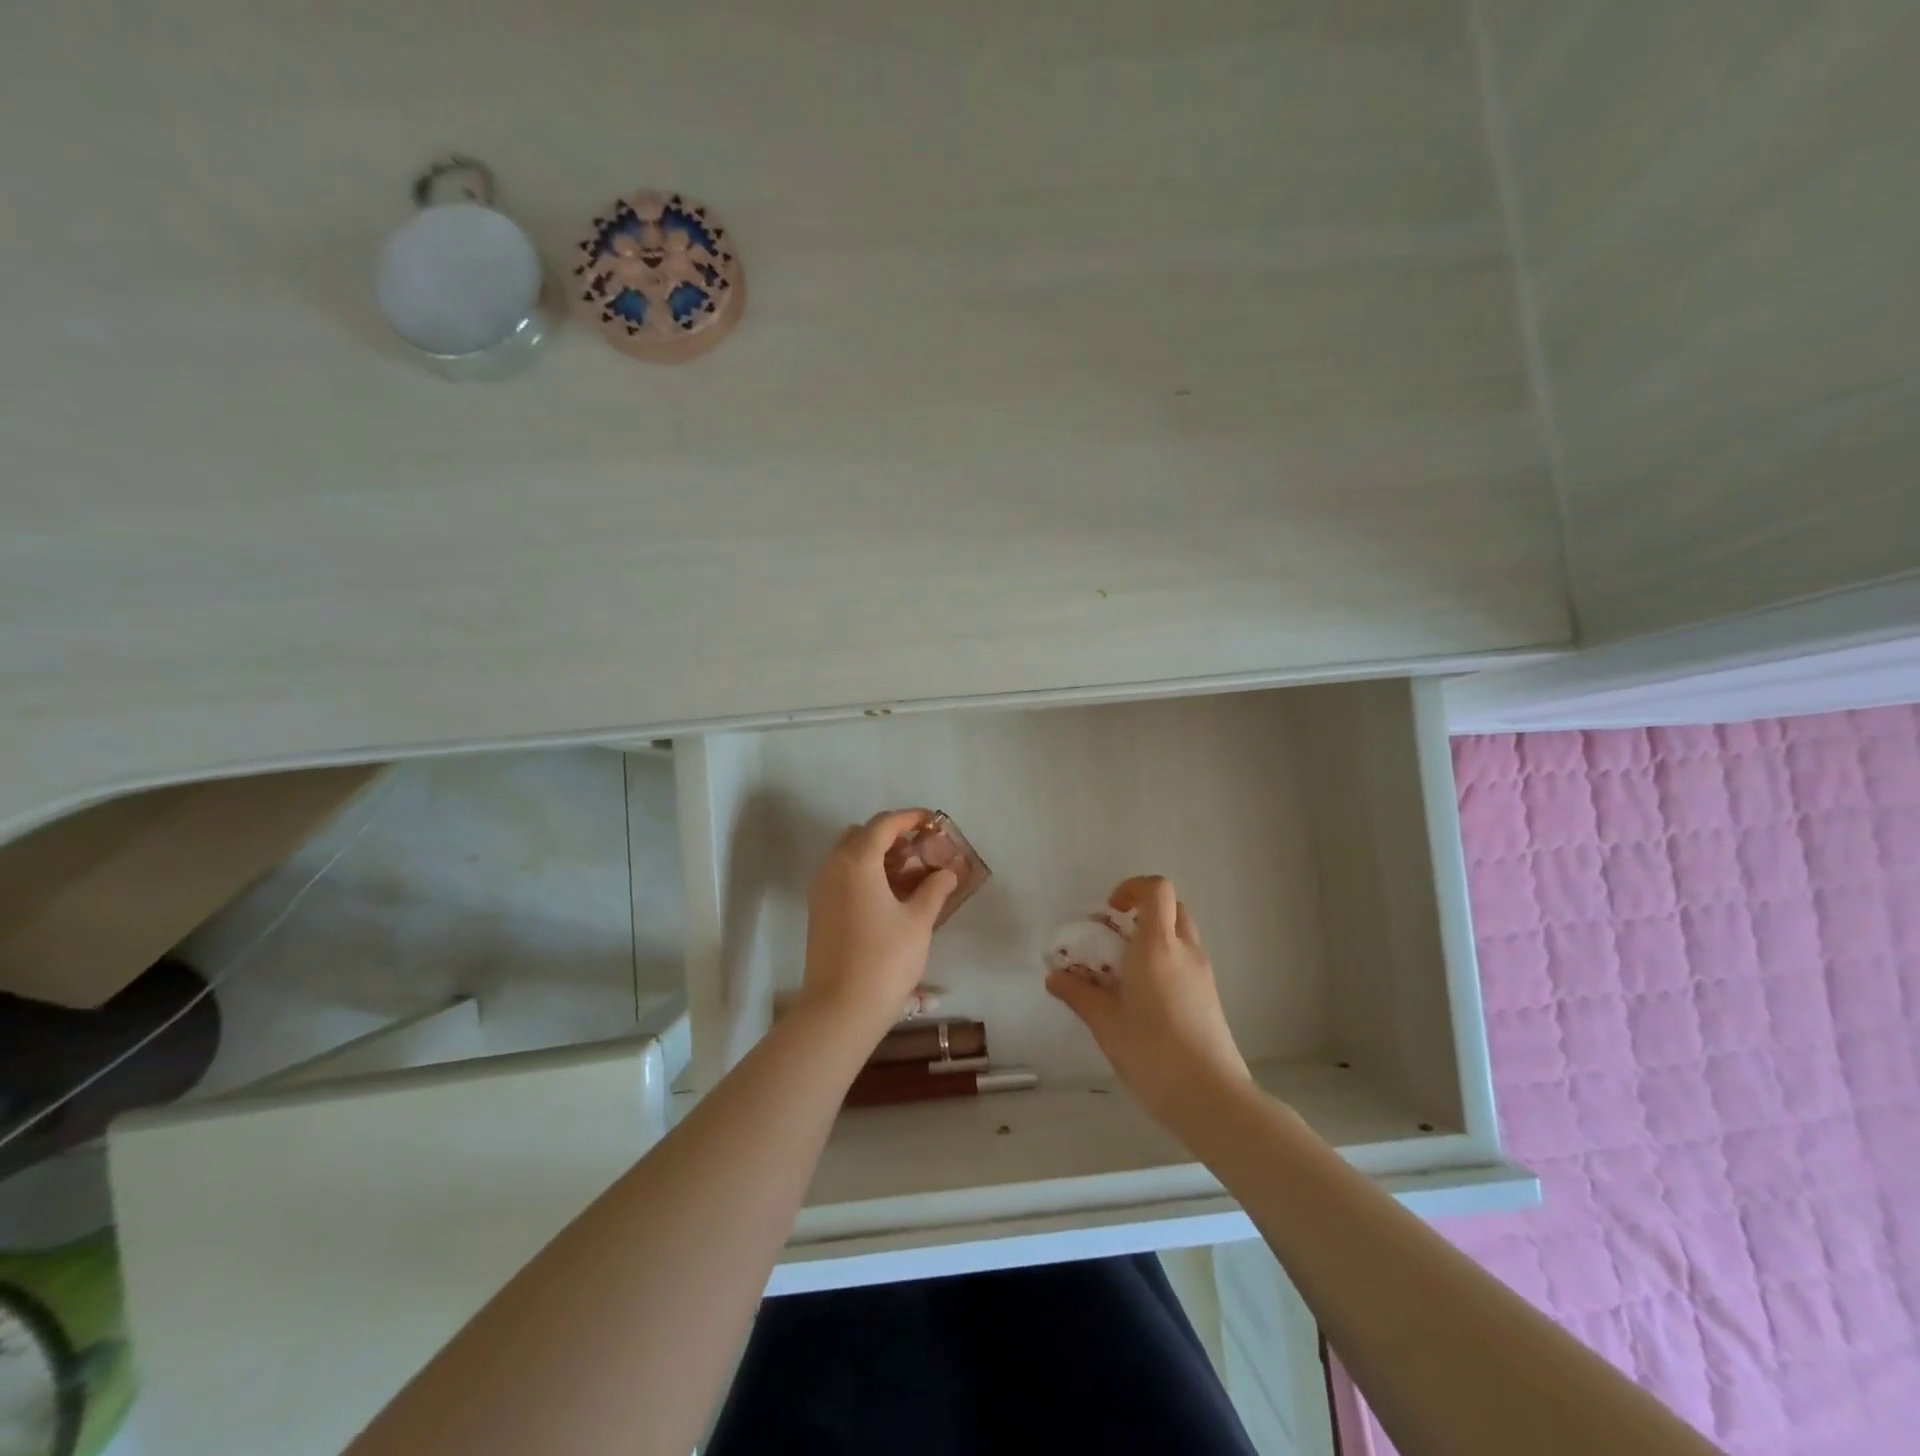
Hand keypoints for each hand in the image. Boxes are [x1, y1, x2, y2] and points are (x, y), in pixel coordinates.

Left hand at [799, 809, 956, 1037]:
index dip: (910, 818)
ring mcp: (821, 889)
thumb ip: (934, 889)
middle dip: (891, 835)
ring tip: (910, 874)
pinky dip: (865, 874)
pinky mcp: (819, 911)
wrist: (840, 1009)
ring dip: (877, 855)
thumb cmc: (885, 959)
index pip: (883, 824)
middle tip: (920, 849)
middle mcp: (833, 867)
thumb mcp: (918, 921)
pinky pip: (842, 876)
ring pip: (849, 856)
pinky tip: (890, 896)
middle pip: (862, 835)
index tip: (933, 821)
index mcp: (857, 861)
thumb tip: (947, 872)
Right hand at [1047, 876, 1250, 1126]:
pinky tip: (1144, 998)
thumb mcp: (1105, 1023)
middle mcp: (1185, 951)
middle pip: (1171, 907)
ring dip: (1154, 938)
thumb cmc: (1152, 1052)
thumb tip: (1054, 977)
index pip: (1156, 889)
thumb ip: (1078, 994)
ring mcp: (1203, 974)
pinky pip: (1186, 961)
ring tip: (1125, 972)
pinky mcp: (1210, 997)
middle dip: (1142, 912)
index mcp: (1157, 946)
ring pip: (1181, 935)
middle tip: (1115, 938)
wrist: (1210, 1098)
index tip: (1110, 912)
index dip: (1132, 888)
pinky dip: (1165, 962)